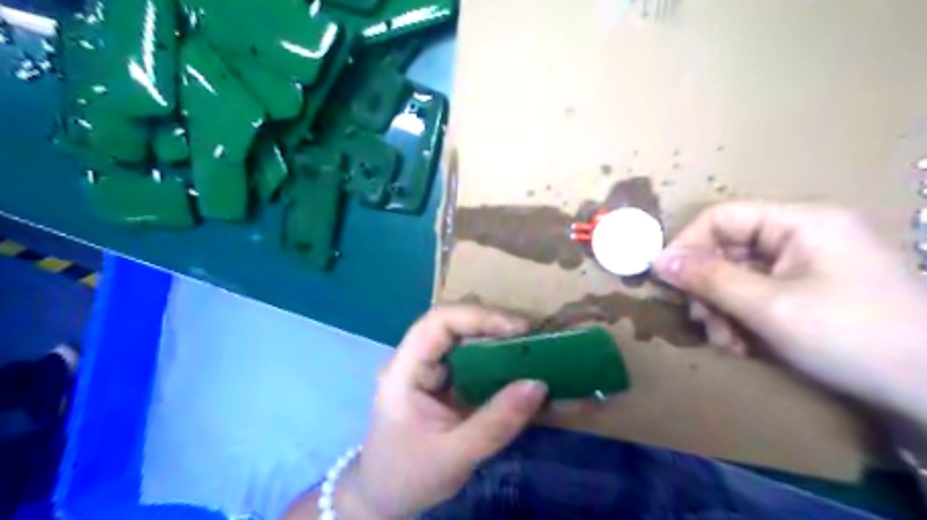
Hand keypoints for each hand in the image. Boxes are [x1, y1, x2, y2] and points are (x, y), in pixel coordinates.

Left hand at [338, 304, 543, 519]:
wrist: (383, 496)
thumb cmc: (409, 476)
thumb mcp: (455, 455)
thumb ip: (497, 422)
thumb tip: (539, 384)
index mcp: (404, 370)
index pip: (438, 322)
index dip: (479, 316)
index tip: (519, 328)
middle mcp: (413, 359)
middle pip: (451, 322)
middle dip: (492, 323)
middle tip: (531, 336)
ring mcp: (426, 368)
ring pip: (461, 337)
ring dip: (495, 337)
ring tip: (529, 346)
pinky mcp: (439, 379)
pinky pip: (467, 357)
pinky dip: (493, 356)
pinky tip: (514, 364)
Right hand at [654, 201, 926, 424]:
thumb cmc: (853, 337)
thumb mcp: (769, 307)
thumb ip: (709, 279)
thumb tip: (658, 261)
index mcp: (799, 222)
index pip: (722, 217)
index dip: (688, 245)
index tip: (666, 280)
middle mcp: (802, 235)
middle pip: (728, 249)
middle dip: (709, 289)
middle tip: (702, 323)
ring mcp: (808, 265)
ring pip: (739, 276)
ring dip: (723, 310)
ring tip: (727, 343)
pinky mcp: (811, 291)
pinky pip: (758, 295)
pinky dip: (743, 319)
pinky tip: (745, 346)